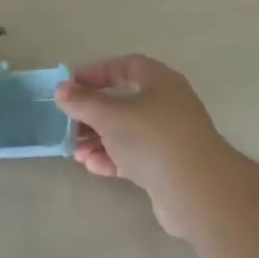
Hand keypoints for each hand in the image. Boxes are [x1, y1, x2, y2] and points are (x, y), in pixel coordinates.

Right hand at [55, 56, 230, 237]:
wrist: (196, 190)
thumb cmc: (152, 138)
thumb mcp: (110, 115)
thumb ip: (83, 102)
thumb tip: (62, 89)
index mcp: (160, 82)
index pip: (126, 66)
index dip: (97, 73)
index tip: (71, 86)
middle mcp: (167, 105)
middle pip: (124, 102)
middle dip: (93, 113)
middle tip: (69, 123)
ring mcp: (169, 138)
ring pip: (127, 132)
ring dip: (99, 139)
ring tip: (76, 151)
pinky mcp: (167, 167)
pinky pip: (134, 156)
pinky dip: (113, 158)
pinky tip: (93, 166)